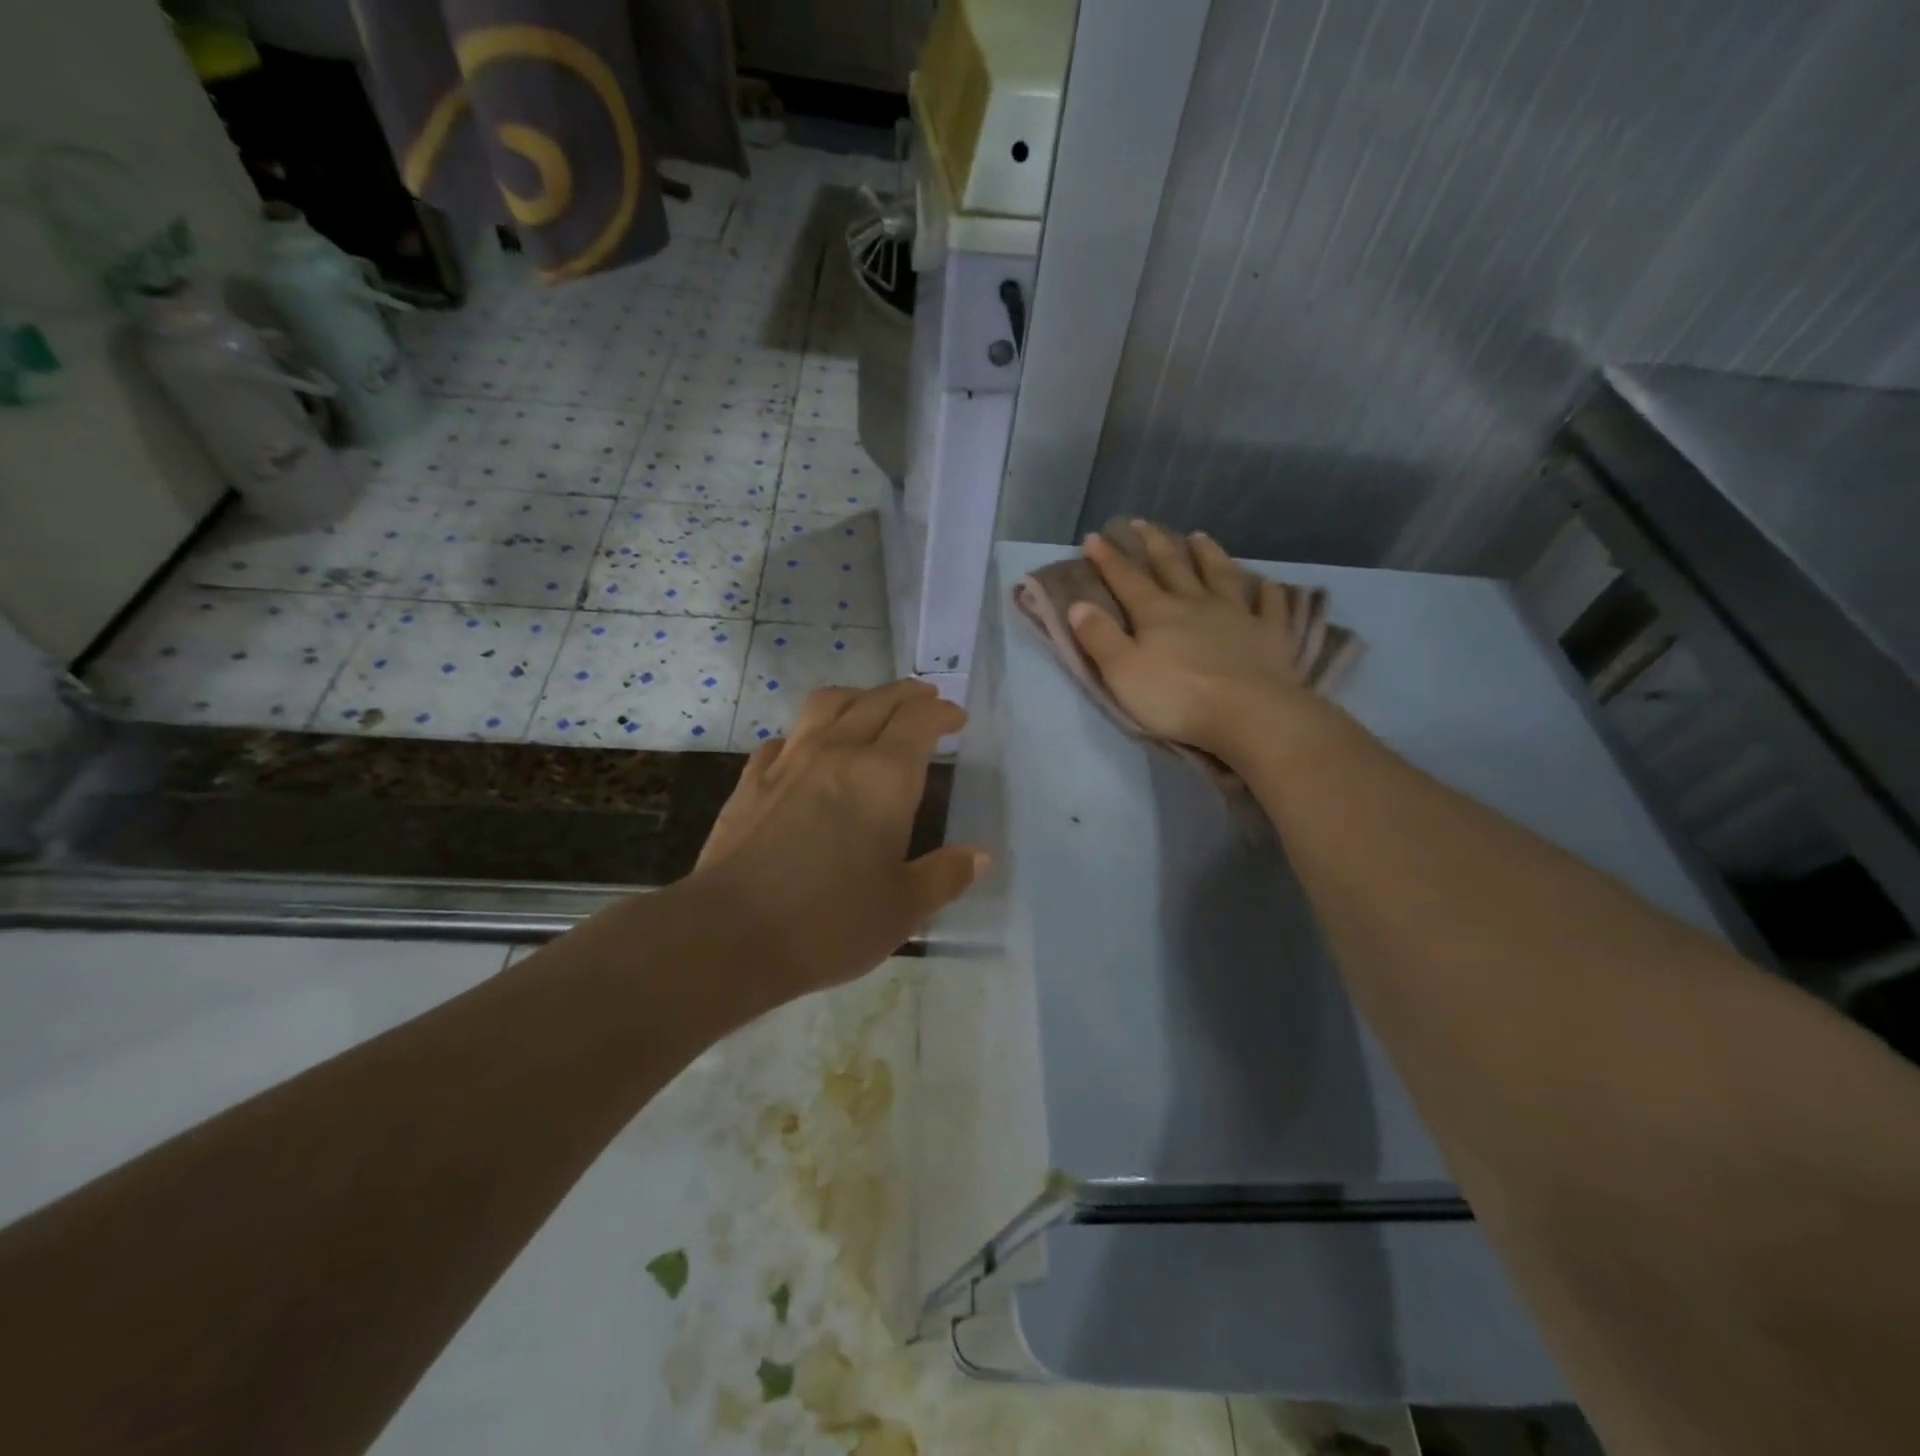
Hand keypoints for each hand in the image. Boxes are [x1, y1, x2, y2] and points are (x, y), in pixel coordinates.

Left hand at [688, 679, 986, 1000]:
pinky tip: (807, 752)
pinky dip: (807, 734)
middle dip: (908, 694)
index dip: (942, 713)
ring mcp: (788, 762)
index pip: (920, 720)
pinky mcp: (751, 781)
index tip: (957, 720)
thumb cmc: (829, 922)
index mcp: (883, 777)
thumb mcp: (903, 908)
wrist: (728, 935)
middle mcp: (837, 753)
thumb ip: (945, 875)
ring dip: (858, 696)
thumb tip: (980, 855)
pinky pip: (785, 739)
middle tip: (926, 700)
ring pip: (827, 704)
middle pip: (877, 701)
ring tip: (871, 706)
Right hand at [1070, 521, 1305, 757]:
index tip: (1094, 537)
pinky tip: (1268, 583)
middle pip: (1172, 567)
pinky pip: (1271, 606)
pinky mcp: (1271, 635)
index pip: (1127, 580)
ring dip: (1208, 554)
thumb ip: (1099, 637)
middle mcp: (1197, 604)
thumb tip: (1077, 604)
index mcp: (1158, 613)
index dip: (1108, 559)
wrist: (1249, 715)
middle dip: (1154, 544)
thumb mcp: (1122, 672)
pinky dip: (1268, 593)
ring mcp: (1238, 616)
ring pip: (1221, 575)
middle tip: (1141, 523)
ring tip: (1198, 536)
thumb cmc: (1177, 697)